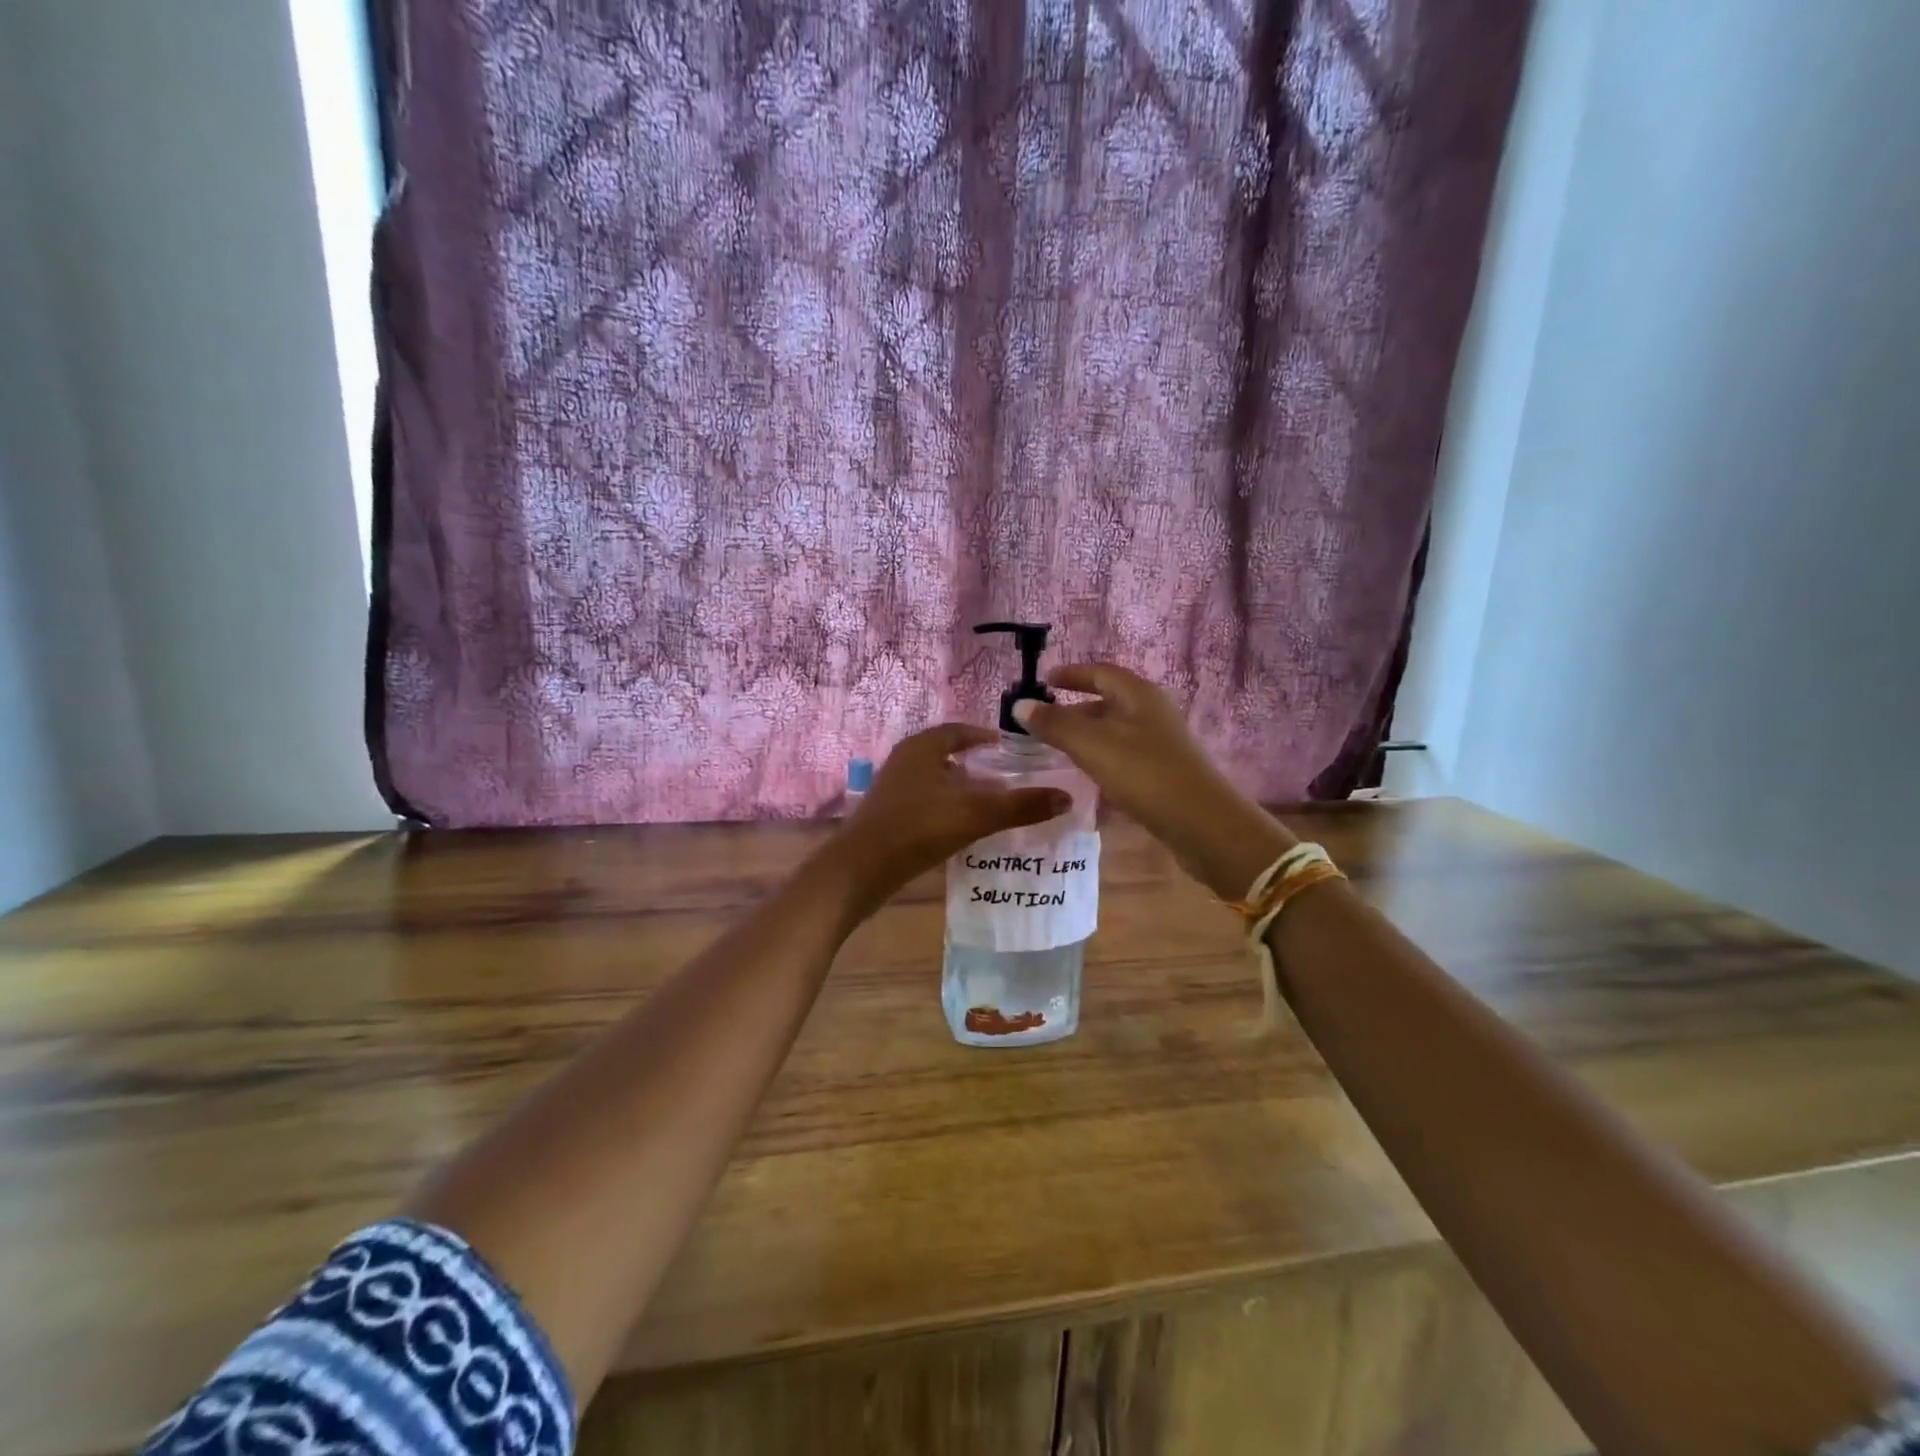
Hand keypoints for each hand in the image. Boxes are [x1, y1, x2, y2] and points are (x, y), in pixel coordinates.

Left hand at [832, 723, 1070, 920]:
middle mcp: (905, 761)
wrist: (860, 870)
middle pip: (948, 756)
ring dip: (963, 790)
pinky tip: (964, 830)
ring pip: (937, 782)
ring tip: (994, 806)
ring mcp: (894, 790)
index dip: (986, 738)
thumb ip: (1020, 805)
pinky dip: (948, 810)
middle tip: (1010, 780)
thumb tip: (1067, 797)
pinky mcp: (889, 817)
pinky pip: (926, 805)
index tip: (1012, 751)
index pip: (959, 731)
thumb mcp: (975, 814)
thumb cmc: (917, 828)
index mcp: (922, 747)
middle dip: (978, 766)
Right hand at [1012, 664, 1295, 899]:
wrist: (1203, 825)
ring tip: (1058, 751)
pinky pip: (1124, 756)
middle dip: (1075, 709)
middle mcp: (1152, 713)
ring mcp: (1161, 744)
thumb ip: (1055, 724)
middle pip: (1108, 702)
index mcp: (1139, 695)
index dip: (1071, 675)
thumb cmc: (1145, 775)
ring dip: (1087, 736)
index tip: (1045, 681)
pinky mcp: (1164, 773)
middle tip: (1043, 723)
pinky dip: (1102, 759)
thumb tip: (1020, 705)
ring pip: (1116, 731)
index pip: (1101, 673)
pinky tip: (1087, 778)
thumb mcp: (1093, 746)